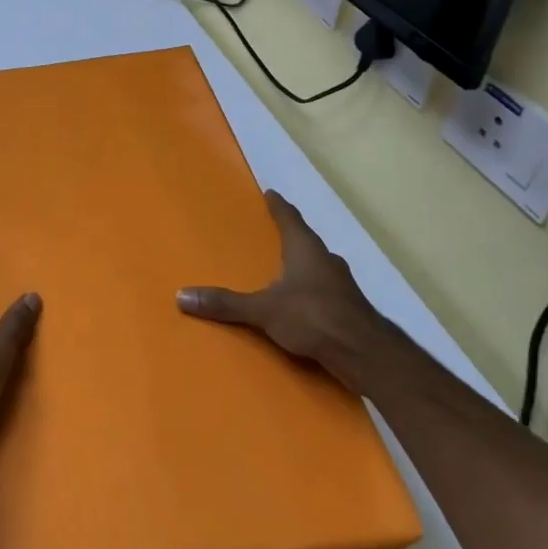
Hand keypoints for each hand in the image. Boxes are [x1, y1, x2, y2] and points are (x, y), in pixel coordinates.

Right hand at [177, 190, 395, 388]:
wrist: (366, 354)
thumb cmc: (314, 317)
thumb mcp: (263, 310)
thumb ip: (225, 304)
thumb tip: (181, 296)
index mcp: (306, 249)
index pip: (290, 218)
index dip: (279, 206)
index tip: (271, 193)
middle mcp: (326, 261)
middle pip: (306, 241)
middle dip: (291, 237)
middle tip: (273, 235)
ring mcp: (342, 286)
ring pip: (319, 267)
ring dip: (304, 266)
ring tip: (285, 271)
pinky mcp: (349, 309)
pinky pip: (325, 291)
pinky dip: (312, 291)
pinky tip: (303, 304)